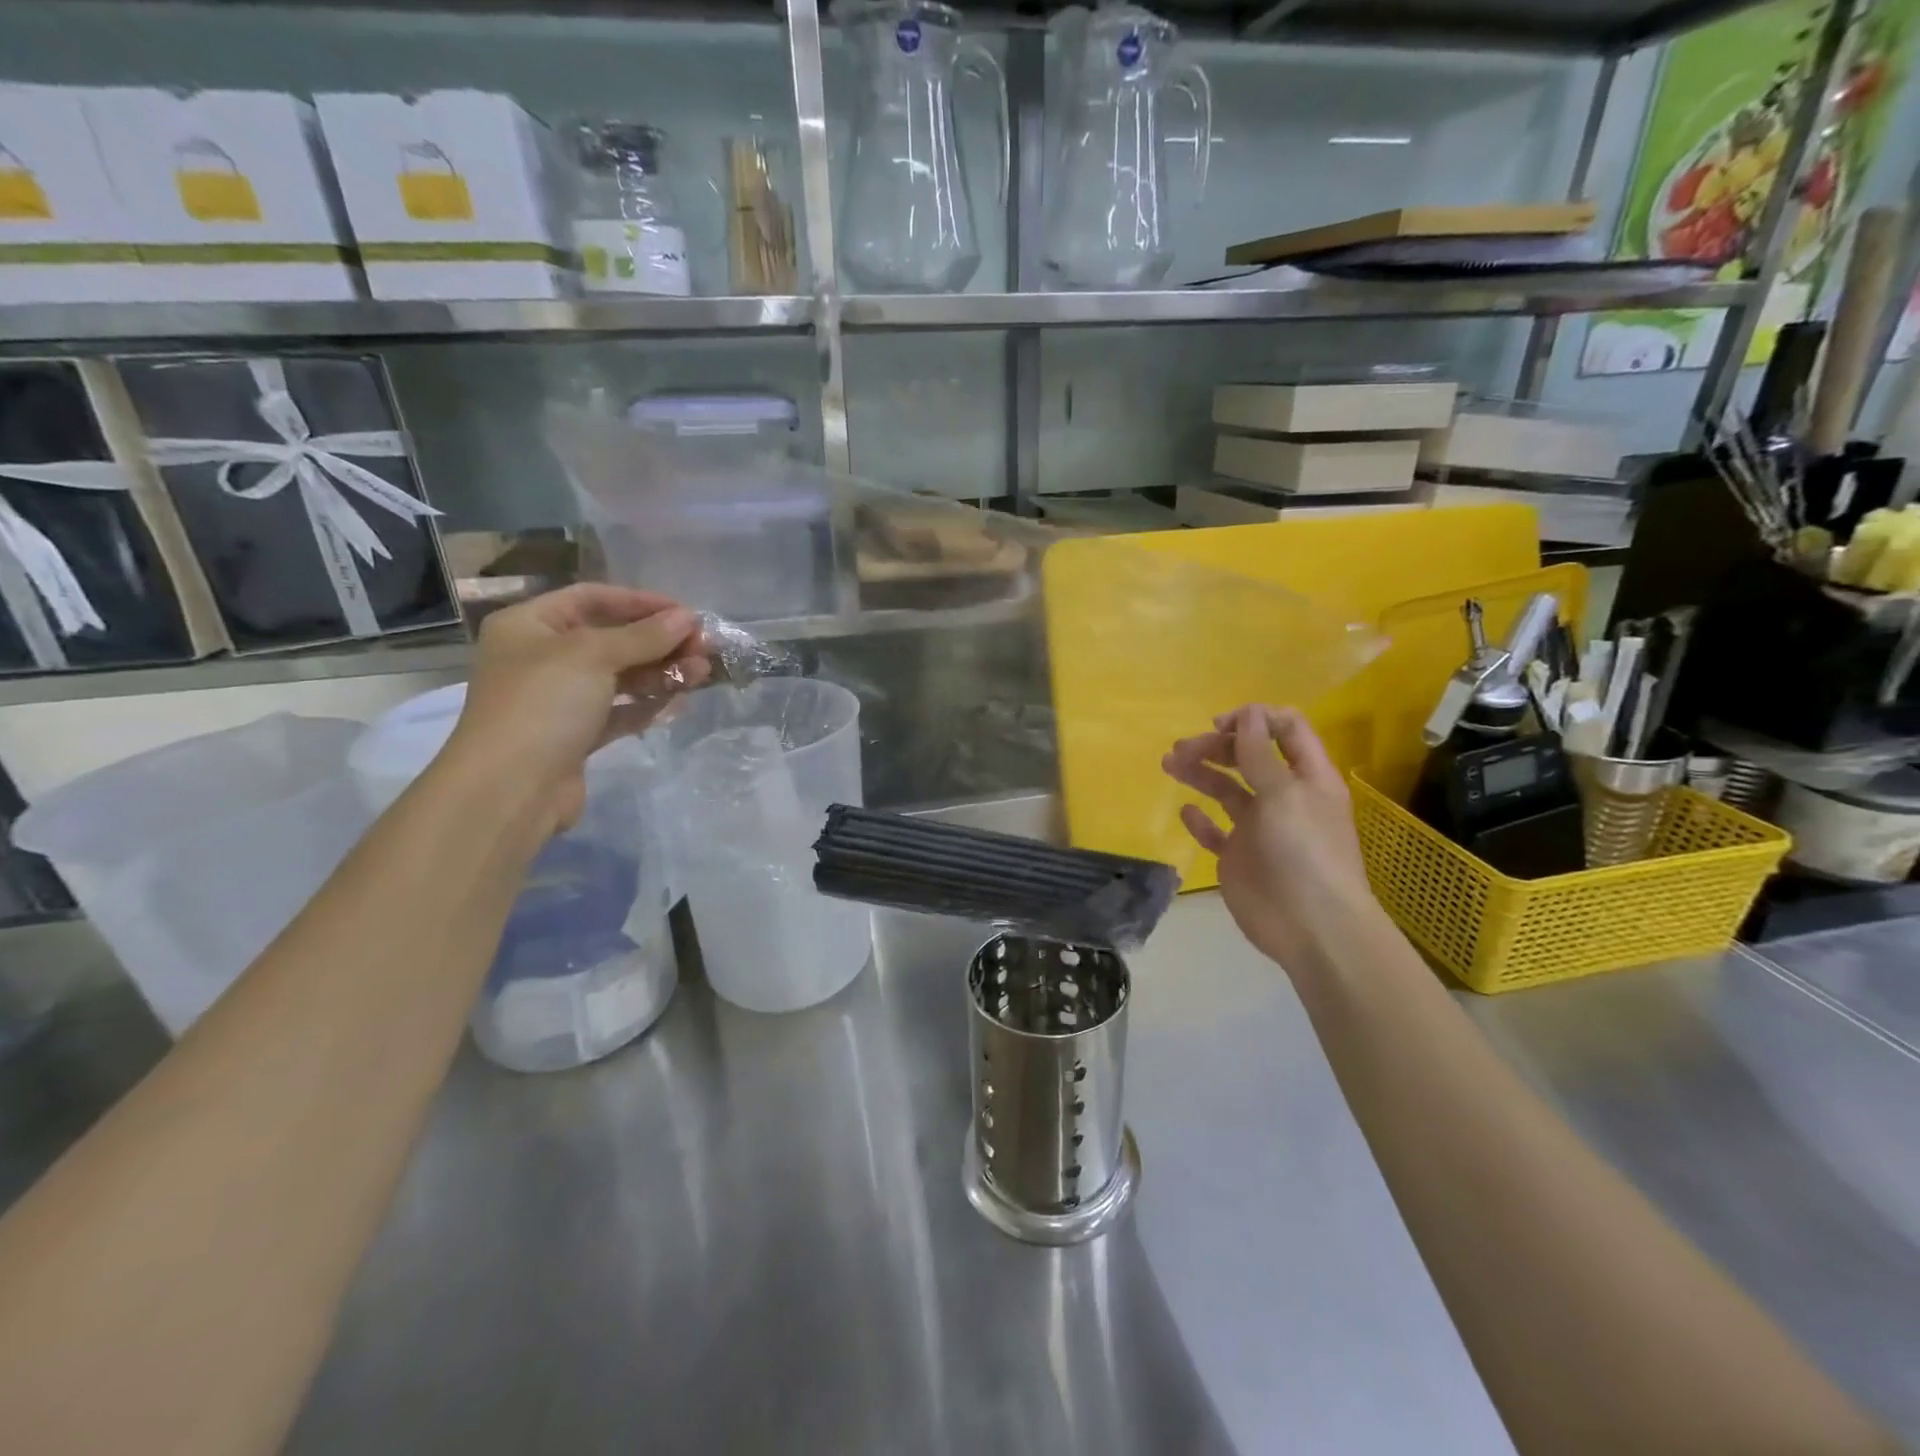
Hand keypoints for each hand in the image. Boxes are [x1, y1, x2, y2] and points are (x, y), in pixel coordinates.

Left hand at [445, 584, 710, 835]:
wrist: (510, 788)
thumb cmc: (543, 704)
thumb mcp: (594, 656)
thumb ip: (644, 636)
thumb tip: (688, 618)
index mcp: (530, 626)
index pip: (591, 598)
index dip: (640, 602)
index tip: (685, 613)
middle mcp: (542, 657)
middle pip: (611, 639)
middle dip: (659, 642)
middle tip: (703, 647)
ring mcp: (559, 700)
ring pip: (620, 677)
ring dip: (662, 672)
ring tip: (703, 673)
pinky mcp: (577, 735)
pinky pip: (620, 711)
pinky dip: (649, 704)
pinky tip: (681, 702)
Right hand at [1162, 705, 1385, 978]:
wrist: (1311, 927)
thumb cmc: (1304, 852)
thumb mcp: (1284, 794)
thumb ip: (1260, 754)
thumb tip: (1248, 711)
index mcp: (1306, 777)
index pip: (1285, 730)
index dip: (1253, 720)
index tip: (1219, 725)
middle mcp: (1283, 797)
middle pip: (1248, 757)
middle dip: (1216, 746)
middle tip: (1183, 750)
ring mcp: (1259, 827)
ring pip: (1226, 789)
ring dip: (1200, 773)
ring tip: (1170, 764)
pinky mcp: (1239, 856)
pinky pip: (1215, 830)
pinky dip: (1200, 819)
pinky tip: (1186, 811)